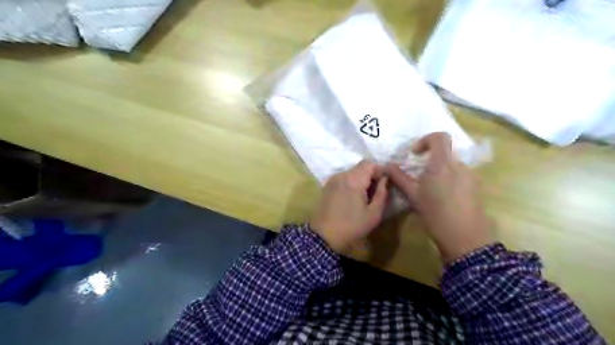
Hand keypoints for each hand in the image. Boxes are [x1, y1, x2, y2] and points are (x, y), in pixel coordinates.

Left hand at [313, 161, 388, 250]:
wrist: (324, 236)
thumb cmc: (352, 226)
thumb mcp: (374, 214)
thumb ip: (382, 193)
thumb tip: (386, 179)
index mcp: (353, 180)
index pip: (370, 164)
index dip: (380, 171)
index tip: (385, 184)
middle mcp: (342, 175)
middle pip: (361, 167)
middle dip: (371, 175)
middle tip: (376, 192)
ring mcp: (333, 179)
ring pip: (352, 172)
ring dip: (361, 180)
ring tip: (365, 197)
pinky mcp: (328, 185)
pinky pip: (344, 178)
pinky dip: (352, 183)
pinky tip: (352, 198)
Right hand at [385, 134, 492, 262]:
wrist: (465, 237)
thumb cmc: (435, 213)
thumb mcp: (413, 195)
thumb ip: (399, 177)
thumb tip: (385, 166)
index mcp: (443, 163)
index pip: (439, 137)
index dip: (425, 140)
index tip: (414, 154)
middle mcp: (460, 165)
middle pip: (445, 152)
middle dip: (430, 159)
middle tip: (417, 174)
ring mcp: (471, 176)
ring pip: (452, 165)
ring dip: (439, 170)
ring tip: (429, 188)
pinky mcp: (476, 187)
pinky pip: (459, 175)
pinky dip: (448, 179)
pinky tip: (442, 197)